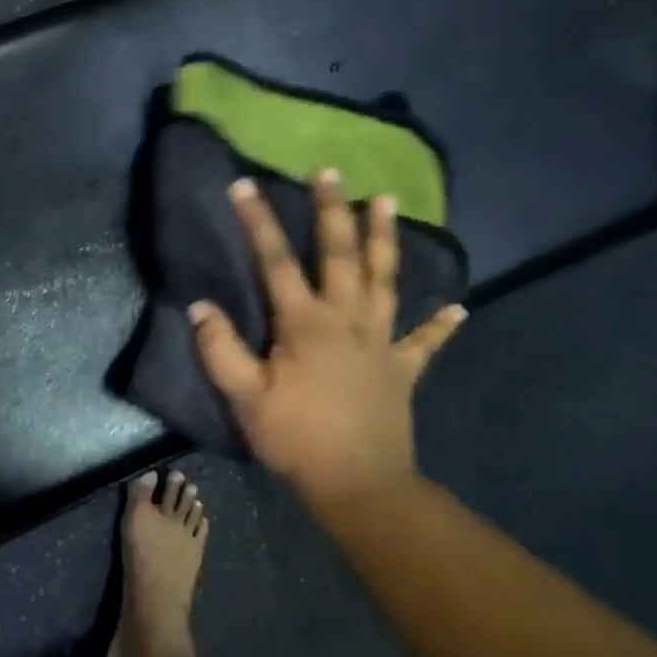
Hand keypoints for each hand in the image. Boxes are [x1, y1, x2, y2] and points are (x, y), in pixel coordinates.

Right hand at [189, 174, 465, 510]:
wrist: (358, 484)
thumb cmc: (296, 439)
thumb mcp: (244, 398)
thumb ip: (220, 350)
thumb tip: (199, 306)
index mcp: (305, 324)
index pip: (276, 262)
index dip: (259, 221)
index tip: (245, 185)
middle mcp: (347, 320)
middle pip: (341, 255)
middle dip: (332, 211)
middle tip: (330, 172)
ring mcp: (380, 342)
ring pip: (385, 280)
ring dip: (385, 240)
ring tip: (387, 201)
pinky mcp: (402, 369)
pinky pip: (424, 342)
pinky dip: (440, 325)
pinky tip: (458, 309)